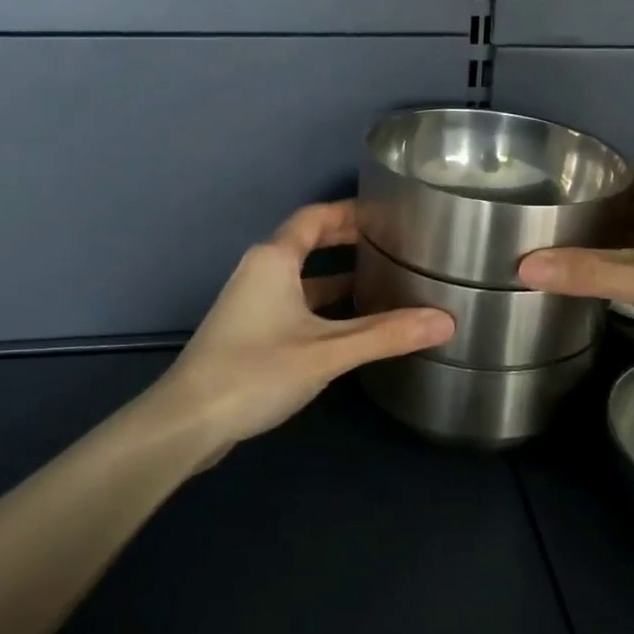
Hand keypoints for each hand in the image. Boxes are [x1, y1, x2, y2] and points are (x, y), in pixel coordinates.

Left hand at [151, 201, 454, 455]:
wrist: (187, 421)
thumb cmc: (256, 371)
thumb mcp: (327, 351)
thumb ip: (385, 335)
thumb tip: (446, 321)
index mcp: (274, 260)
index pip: (315, 217)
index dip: (350, 212)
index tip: (387, 213)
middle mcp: (260, 271)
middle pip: (307, 242)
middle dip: (347, 240)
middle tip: (392, 244)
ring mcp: (251, 302)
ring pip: (301, 276)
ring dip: (337, 276)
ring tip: (382, 281)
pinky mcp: (249, 331)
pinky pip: (294, 302)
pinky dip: (323, 303)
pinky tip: (350, 324)